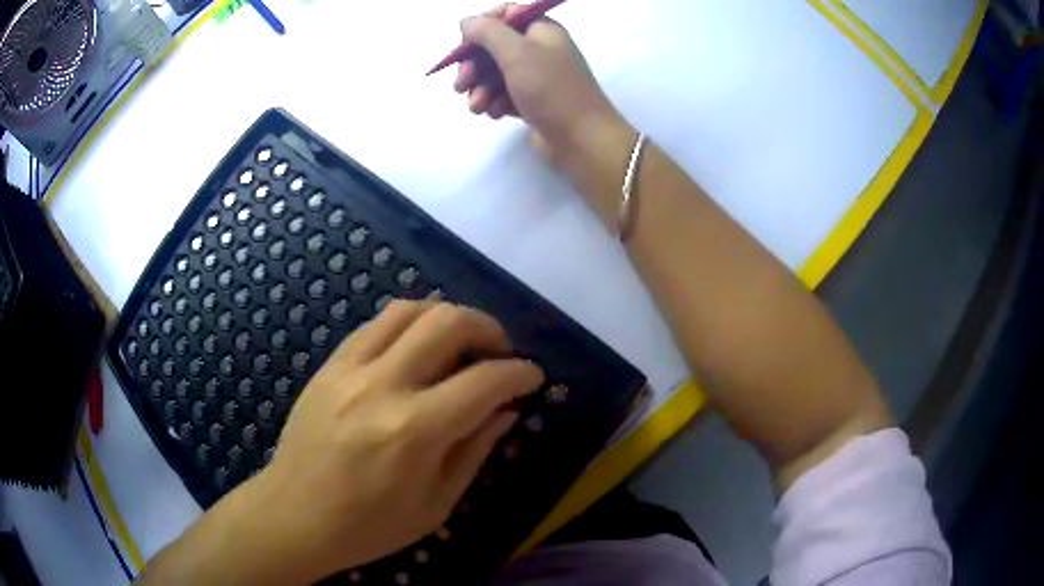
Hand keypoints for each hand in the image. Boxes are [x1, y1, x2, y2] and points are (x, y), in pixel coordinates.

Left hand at [139, 301, 542, 584]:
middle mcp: (382, 386)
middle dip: (488, 328)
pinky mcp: (329, 366)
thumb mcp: (437, 503)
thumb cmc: (370, 526)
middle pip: (447, 322)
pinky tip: (417, 348)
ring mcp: (349, 369)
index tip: (533, 376)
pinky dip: (408, 325)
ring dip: (447, 316)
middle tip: (500, 352)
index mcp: (414, 431)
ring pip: (408, 310)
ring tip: (461, 342)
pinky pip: (375, 325)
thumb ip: (476, 450)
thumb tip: (506, 411)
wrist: (295, 516)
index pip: (485, 380)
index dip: (520, 373)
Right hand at [454, 5, 638, 227]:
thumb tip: (467, 22)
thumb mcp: (516, 52)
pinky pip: (504, 95)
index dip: (481, 27)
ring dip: (480, 88)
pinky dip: (495, 102)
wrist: (582, 140)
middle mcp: (540, 49)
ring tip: (477, 107)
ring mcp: (537, 76)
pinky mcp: (533, 101)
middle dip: (474, 65)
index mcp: (542, 30)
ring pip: (495, 74)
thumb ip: (487, 32)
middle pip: (494, 46)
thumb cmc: (551, 89)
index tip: (465, 45)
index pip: (506, 15)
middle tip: (461, 85)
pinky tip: (495, 114)